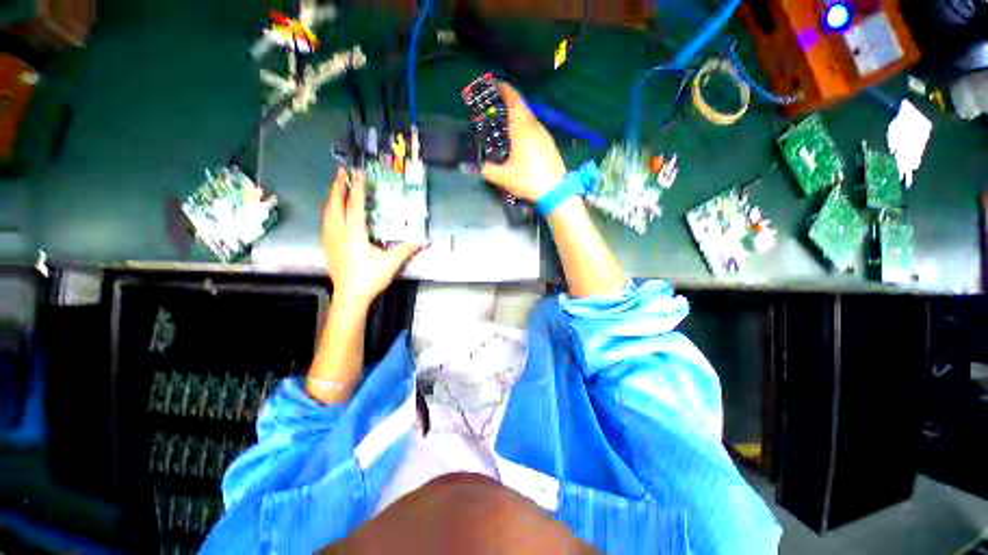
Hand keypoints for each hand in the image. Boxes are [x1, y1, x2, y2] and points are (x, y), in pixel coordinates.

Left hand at [323, 168, 423, 305]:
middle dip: (338, 186)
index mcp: (354, 232)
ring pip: (327, 212)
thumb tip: (424, 240)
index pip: (355, 204)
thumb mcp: (391, 262)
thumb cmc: (370, 277)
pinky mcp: (327, 246)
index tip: (358, 173)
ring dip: (332, 198)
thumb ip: (407, 249)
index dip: (357, 187)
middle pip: (335, 204)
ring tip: (337, 188)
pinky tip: (332, 213)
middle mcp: (339, 231)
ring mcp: (330, 239)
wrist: (349, 296)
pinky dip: (329, 211)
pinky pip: (326, 222)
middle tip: (341, 172)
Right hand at [481, 82, 566, 201]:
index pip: (514, 100)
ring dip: (518, 115)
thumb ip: (487, 170)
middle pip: (522, 107)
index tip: (495, 83)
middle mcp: (535, 127)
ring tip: (506, 123)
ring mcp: (545, 135)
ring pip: (530, 118)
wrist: (556, 191)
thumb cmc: (528, 180)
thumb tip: (472, 167)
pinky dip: (525, 126)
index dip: (505, 89)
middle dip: (509, 102)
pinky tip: (521, 139)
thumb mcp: (504, 177)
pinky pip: (535, 129)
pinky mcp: (550, 144)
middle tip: (496, 105)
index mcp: (522, 128)